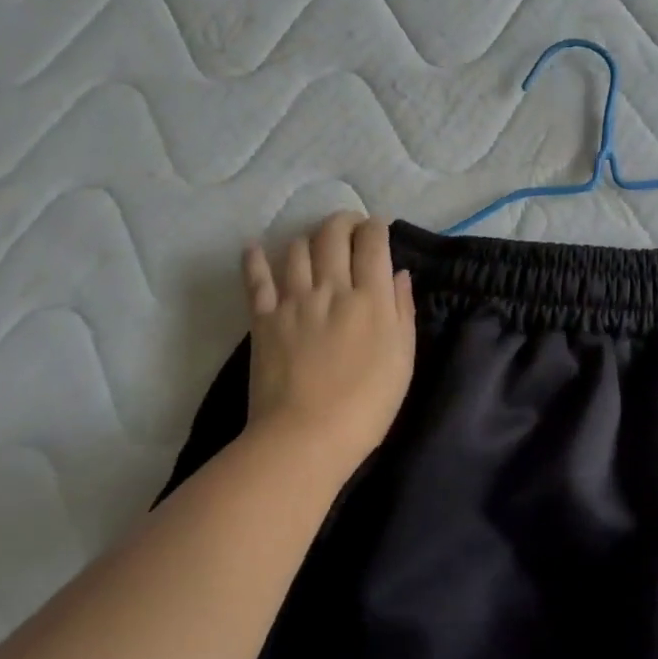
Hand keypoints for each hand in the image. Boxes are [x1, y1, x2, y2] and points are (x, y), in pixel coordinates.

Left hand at [242, 213, 416, 467]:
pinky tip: (254, 248)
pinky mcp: (263, 319)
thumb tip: (399, 274)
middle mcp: (332, 288)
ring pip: (297, 249)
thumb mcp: (403, 359)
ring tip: (315, 246)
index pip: (373, 243)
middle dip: (343, 222)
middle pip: (333, 235)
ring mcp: (293, 301)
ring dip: (309, 239)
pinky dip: (254, 259)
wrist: (306, 437)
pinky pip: (256, 279)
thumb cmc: (366, 405)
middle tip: (350, 228)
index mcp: (371, 298)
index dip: (376, 227)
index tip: (377, 227)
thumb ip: (403, 312)